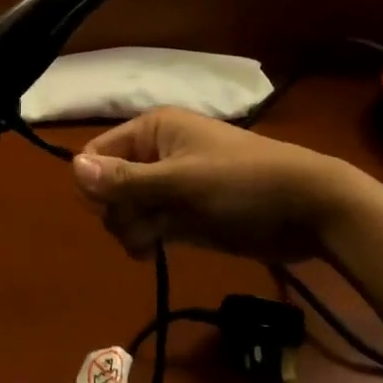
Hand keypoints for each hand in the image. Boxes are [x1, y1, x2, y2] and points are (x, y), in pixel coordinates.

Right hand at [72, 107, 380, 262]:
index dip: (96, 182)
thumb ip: (127, 180)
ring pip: (126, 209)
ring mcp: (170, 187)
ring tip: (153, 242)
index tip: (112, 207)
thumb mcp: (182, 182)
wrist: (310, 210)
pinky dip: (145, 239)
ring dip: (132, 229)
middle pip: (108, 185)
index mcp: (152, 130)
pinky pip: (147, 226)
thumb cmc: (243, 183)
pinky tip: (153, 252)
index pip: (97, 153)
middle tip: (144, 224)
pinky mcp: (184, 215)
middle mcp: (155, 154)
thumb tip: (73, 168)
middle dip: (118, 211)